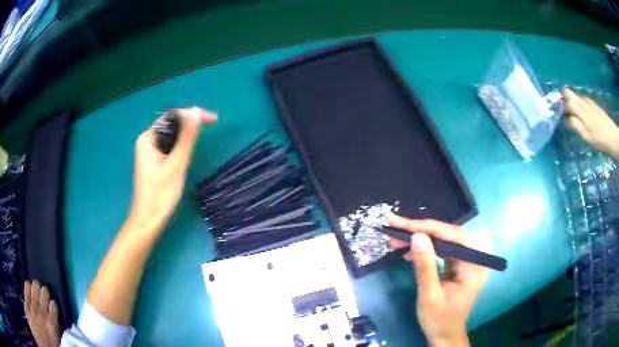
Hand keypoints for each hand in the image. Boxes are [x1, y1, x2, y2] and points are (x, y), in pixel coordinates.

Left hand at [129, 107, 217, 234]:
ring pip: (171, 135)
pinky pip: (170, 146)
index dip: (193, 115)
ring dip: (186, 134)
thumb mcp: (176, 164)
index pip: (173, 117)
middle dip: (190, 123)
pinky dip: (181, 145)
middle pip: (171, 124)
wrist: (149, 220)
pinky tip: (189, 148)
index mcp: (148, 138)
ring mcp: (150, 151)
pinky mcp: (154, 161)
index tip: (213, 119)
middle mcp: (147, 140)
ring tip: (203, 135)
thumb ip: (186, 138)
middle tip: (211, 125)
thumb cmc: (160, 194)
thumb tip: (196, 112)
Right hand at [388, 215, 487, 346]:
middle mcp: (473, 259)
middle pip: (449, 235)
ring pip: (444, 241)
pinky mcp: (457, 266)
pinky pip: (441, 250)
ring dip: (421, 237)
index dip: (429, 228)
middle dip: (422, 229)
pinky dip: (425, 248)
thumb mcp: (429, 295)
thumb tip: (417, 236)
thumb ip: (425, 266)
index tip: (405, 225)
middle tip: (397, 225)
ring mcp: (466, 262)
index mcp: (473, 266)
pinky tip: (409, 249)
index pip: (454, 237)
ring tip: (398, 235)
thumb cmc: (438, 320)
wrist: (443, 336)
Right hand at [564, 88, 618, 159]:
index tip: (559, 116)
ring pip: (576, 97)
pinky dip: (580, 105)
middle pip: (569, 93)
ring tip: (575, 116)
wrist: (613, 138)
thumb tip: (566, 119)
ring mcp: (589, 102)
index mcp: (580, 109)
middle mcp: (583, 101)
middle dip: (564, 99)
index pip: (566, 101)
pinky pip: (583, 100)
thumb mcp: (586, 136)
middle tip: (565, 112)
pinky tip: (584, 116)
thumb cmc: (599, 140)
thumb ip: (575, 125)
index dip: (561, 106)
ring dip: (573, 103)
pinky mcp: (594, 105)